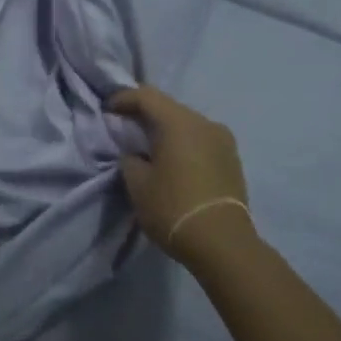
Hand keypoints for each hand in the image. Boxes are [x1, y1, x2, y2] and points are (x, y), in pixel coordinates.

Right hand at [110, 86, 253, 267]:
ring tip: (150, 148)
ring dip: (167, 130)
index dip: (123, 98)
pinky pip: (201, 140)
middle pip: (169, 107)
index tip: (107, 110)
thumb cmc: (173, 208)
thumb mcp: (138, 184)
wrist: (223, 243)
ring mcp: (223, 140)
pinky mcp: (232, 158)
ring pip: (187, 124)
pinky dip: (184, 144)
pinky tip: (174, 162)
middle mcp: (204, 122)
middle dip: (145, 113)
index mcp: (178, 122)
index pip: (146, 96)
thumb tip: (135, 153)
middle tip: (126, 127)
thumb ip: (130, 159)